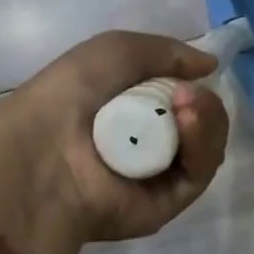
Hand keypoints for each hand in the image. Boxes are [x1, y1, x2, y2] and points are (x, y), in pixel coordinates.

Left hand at [0, 31, 229, 242]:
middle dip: (204, 103)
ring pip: (207, 145)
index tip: (194, 73)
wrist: (42, 150)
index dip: (192, 84)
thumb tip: (210, 66)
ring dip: (207, 119)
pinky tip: (187, 123)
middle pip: (202, 123)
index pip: (183, 100)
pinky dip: (202, 144)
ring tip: (186, 105)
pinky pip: (200, 171)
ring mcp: (160, 175)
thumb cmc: (69, 95)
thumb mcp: (116, 51)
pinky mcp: (168, 202)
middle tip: (187, 94)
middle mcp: (148, 144)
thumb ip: (168, 52)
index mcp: (132, 112)